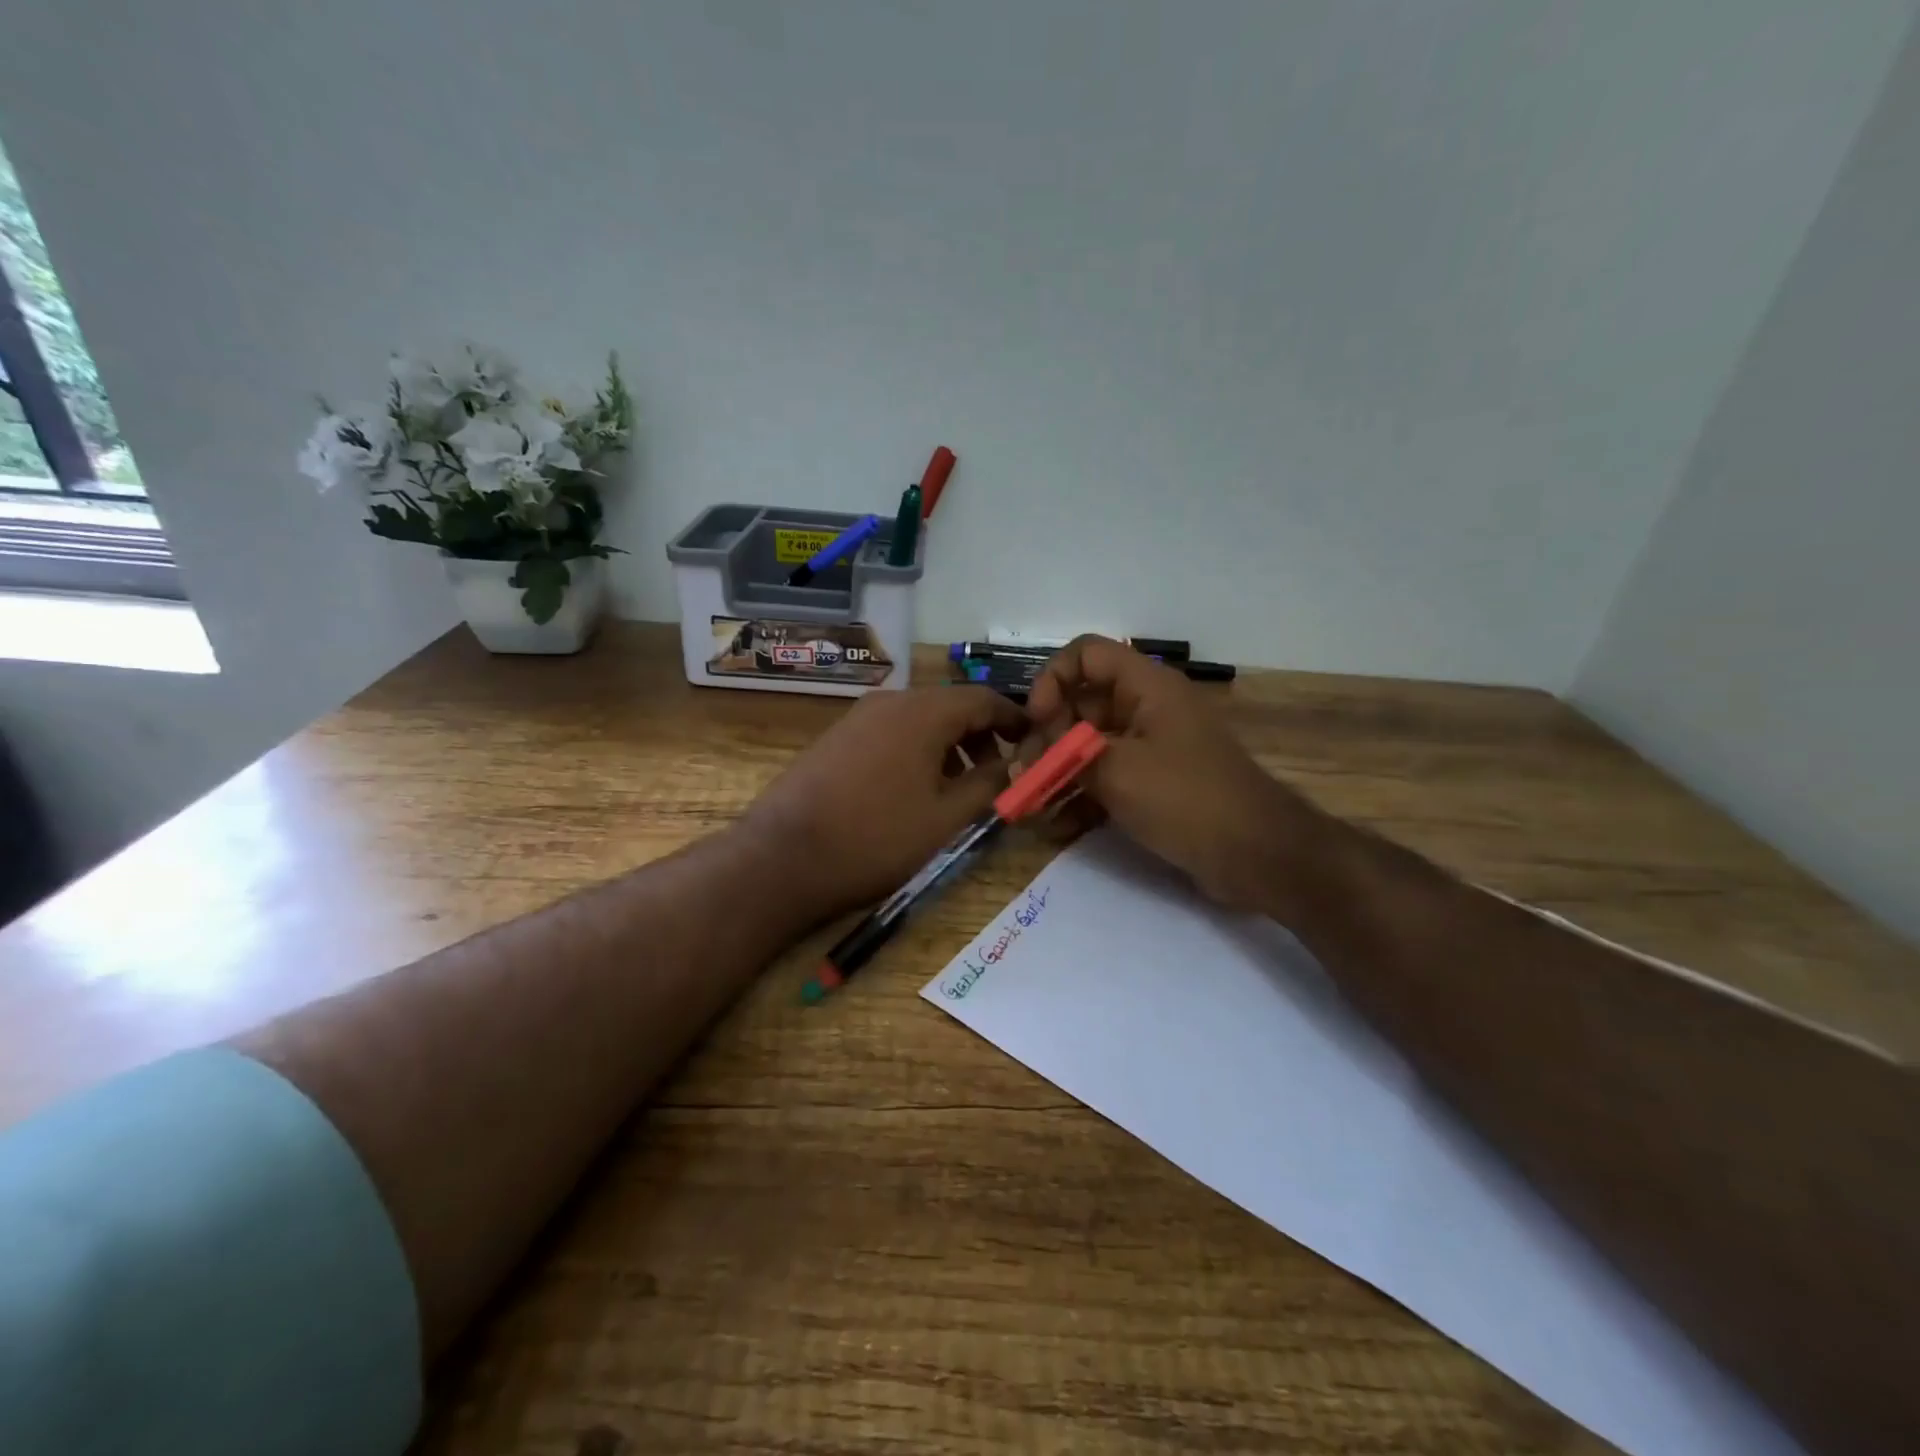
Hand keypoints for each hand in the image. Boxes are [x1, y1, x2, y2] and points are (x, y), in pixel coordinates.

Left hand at [739, 686, 1027, 921]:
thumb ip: (987, 786)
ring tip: (959, 789)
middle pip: (950, 706)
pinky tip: (916, 789)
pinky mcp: (837, 737)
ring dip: (948, 746)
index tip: (1033, 741)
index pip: (983, 698)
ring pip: (920, 720)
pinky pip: (892, 731)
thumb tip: (1012, 766)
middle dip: (981, 736)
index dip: (1013, 718)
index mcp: (923, 712)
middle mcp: (890, 701)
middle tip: (997, 774)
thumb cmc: (875, 838)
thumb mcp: (945, 818)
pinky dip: (917, 750)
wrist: (782, 856)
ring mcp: (859, 717)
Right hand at [1025, 636, 1327, 919]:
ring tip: (1028, 806)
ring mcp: (1150, 749)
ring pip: (1088, 747)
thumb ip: (1065, 758)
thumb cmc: (1187, 798)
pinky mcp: (1152, 786)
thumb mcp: (1117, 771)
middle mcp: (1146, 709)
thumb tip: (1027, 759)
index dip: (1052, 679)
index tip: (1036, 721)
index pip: (1086, 654)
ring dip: (1056, 773)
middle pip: (1081, 704)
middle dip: (1046, 738)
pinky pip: (1105, 781)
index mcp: (1145, 687)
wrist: (1257, 855)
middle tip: (1023, 775)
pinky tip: (1054, 828)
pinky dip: (1080, 799)